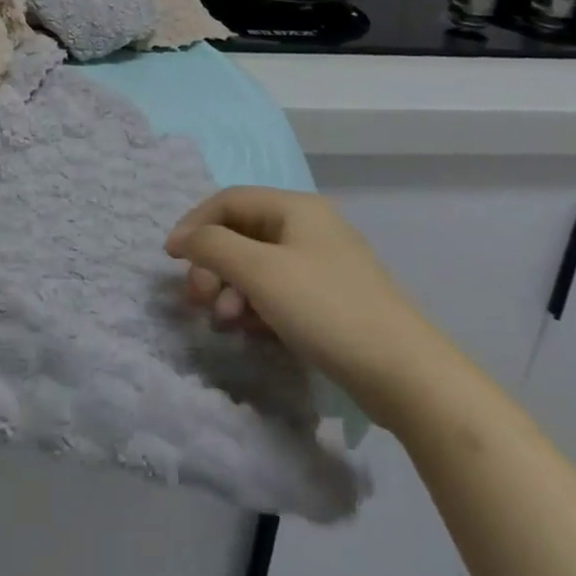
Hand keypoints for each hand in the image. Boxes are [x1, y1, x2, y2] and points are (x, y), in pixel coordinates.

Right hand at [165, 186, 460, 430]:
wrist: (406, 374)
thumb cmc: (326, 309)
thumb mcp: (259, 272)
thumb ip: (213, 246)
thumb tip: (183, 238)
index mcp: (295, 207)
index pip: (228, 200)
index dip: (194, 224)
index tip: (169, 258)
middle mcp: (309, 227)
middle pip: (241, 233)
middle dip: (213, 264)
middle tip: (199, 299)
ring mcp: (322, 264)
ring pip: (257, 265)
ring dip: (232, 289)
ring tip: (226, 322)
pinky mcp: (330, 299)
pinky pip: (278, 290)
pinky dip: (256, 305)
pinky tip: (251, 330)